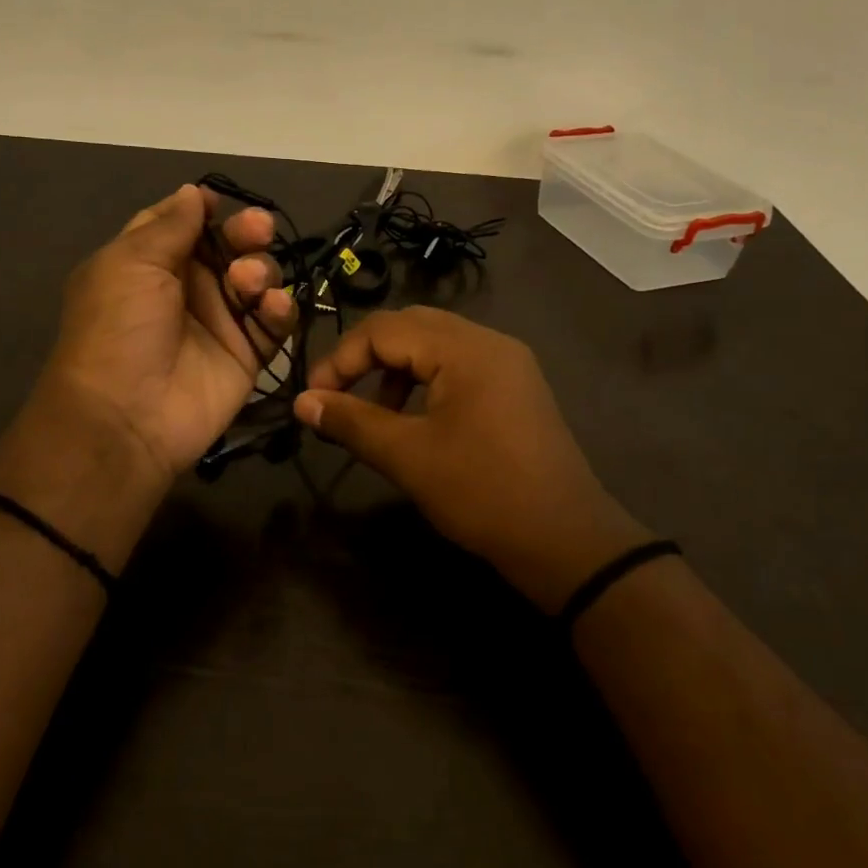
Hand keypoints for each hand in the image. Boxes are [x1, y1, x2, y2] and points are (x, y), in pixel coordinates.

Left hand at [41, 183, 294, 478]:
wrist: (127, 416)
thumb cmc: (118, 328)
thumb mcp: (130, 263)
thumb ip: (170, 225)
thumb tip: (194, 191)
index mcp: (150, 262)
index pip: (184, 225)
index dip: (204, 212)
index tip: (222, 204)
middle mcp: (188, 287)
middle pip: (230, 246)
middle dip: (247, 233)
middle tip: (257, 231)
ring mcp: (221, 321)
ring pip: (258, 278)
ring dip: (261, 271)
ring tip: (247, 283)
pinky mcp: (248, 352)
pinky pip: (275, 321)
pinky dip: (279, 309)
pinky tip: (271, 308)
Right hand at [294, 307, 646, 610]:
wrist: (566, 541)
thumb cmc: (482, 493)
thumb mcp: (408, 456)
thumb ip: (351, 422)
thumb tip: (302, 402)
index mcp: (465, 348)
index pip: (384, 329)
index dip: (340, 360)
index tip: (314, 399)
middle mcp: (489, 341)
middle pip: (410, 326)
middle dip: (366, 357)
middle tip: (336, 395)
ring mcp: (508, 362)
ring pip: (435, 344)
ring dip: (396, 368)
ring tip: (375, 411)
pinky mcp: (516, 386)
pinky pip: (459, 364)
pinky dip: (426, 380)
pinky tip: (415, 417)